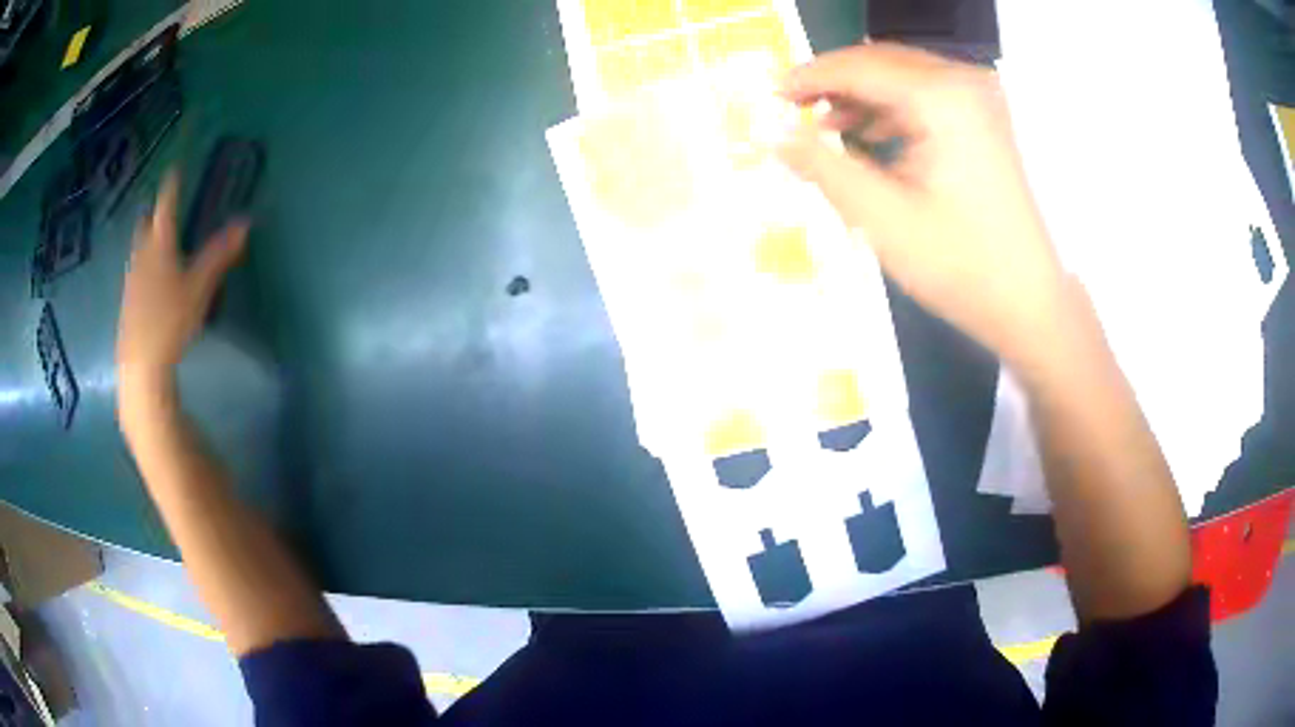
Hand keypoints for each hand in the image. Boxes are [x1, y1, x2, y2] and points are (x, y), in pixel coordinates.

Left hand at [117, 173, 247, 394]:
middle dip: (154, 213)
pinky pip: (135, 270)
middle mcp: (142, 255)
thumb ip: (220, 254)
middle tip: (163, 206)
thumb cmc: (170, 320)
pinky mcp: (128, 301)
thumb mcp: (200, 287)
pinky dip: (143, 263)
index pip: (166, 206)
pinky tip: (149, 276)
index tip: (175, 169)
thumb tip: (245, 222)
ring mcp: (132, 279)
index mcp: (160, 245)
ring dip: (147, 238)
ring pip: (138, 248)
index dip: (172, 186)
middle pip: (146, 225)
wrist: (141, 363)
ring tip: (156, 237)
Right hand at [778, 43, 1065, 364]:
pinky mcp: (984, 119)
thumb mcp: (881, 217)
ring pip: (901, 76)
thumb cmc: (960, 265)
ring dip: (859, 94)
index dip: (808, 77)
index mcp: (943, 98)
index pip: (859, 67)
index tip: (768, 97)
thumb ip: (819, 163)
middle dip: (832, 82)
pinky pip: (924, 95)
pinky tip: (865, 133)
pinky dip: (889, 108)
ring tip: (821, 126)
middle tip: (790, 110)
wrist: (1029, 303)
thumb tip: (766, 129)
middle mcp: (964, 83)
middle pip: (880, 63)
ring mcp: (979, 99)